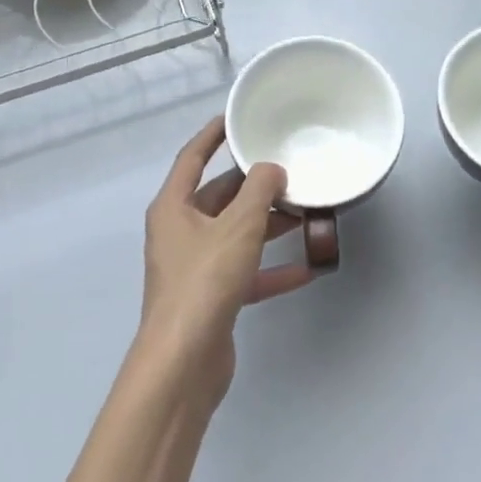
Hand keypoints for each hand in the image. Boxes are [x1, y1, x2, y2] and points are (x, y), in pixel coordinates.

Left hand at [140, 116, 320, 403]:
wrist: (184, 364)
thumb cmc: (204, 281)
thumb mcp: (238, 226)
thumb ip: (259, 191)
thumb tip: (272, 169)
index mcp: (173, 207)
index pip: (192, 156)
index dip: (213, 134)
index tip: (237, 117)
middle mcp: (180, 232)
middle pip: (219, 197)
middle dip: (253, 186)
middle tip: (290, 171)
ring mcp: (194, 267)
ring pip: (235, 234)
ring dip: (268, 225)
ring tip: (306, 212)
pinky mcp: (211, 298)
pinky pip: (245, 272)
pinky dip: (271, 268)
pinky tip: (307, 268)